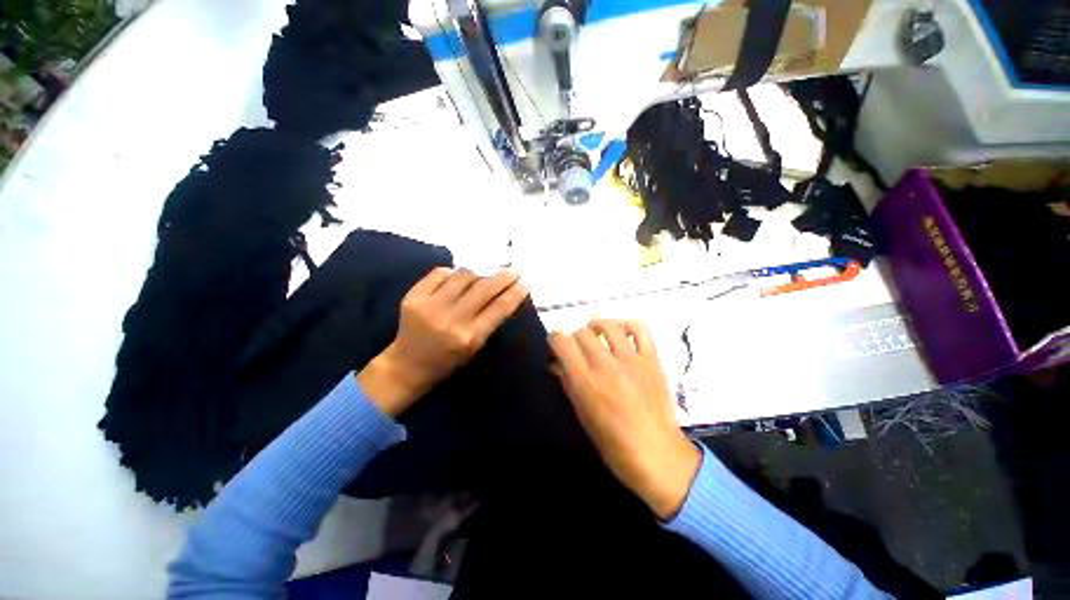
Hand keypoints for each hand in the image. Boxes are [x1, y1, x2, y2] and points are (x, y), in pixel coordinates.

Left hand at [358, 268, 528, 416]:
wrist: (406, 366)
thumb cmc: (447, 361)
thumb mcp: (475, 348)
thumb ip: (490, 321)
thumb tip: (505, 293)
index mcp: (470, 337)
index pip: (500, 307)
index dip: (515, 292)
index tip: (525, 283)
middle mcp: (452, 319)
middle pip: (484, 287)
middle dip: (503, 276)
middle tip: (513, 271)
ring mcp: (430, 305)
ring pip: (464, 275)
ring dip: (479, 273)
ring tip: (483, 276)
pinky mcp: (413, 297)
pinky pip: (440, 273)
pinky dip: (453, 272)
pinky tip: (458, 278)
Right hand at [549, 319, 700, 519]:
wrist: (657, 455)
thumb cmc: (613, 444)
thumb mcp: (582, 415)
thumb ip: (568, 383)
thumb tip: (557, 363)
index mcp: (586, 382)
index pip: (562, 342)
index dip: (555, 340)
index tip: (556, 347)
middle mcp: (606, 365)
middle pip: (582, 332)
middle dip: (574, 338)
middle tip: (577, 349)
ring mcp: (632, 360)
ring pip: (608, 326)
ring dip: (597, 327)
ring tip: (596, 335)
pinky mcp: (652, 359)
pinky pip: (640, 329)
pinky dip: (627, 325)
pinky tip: (621, 332)